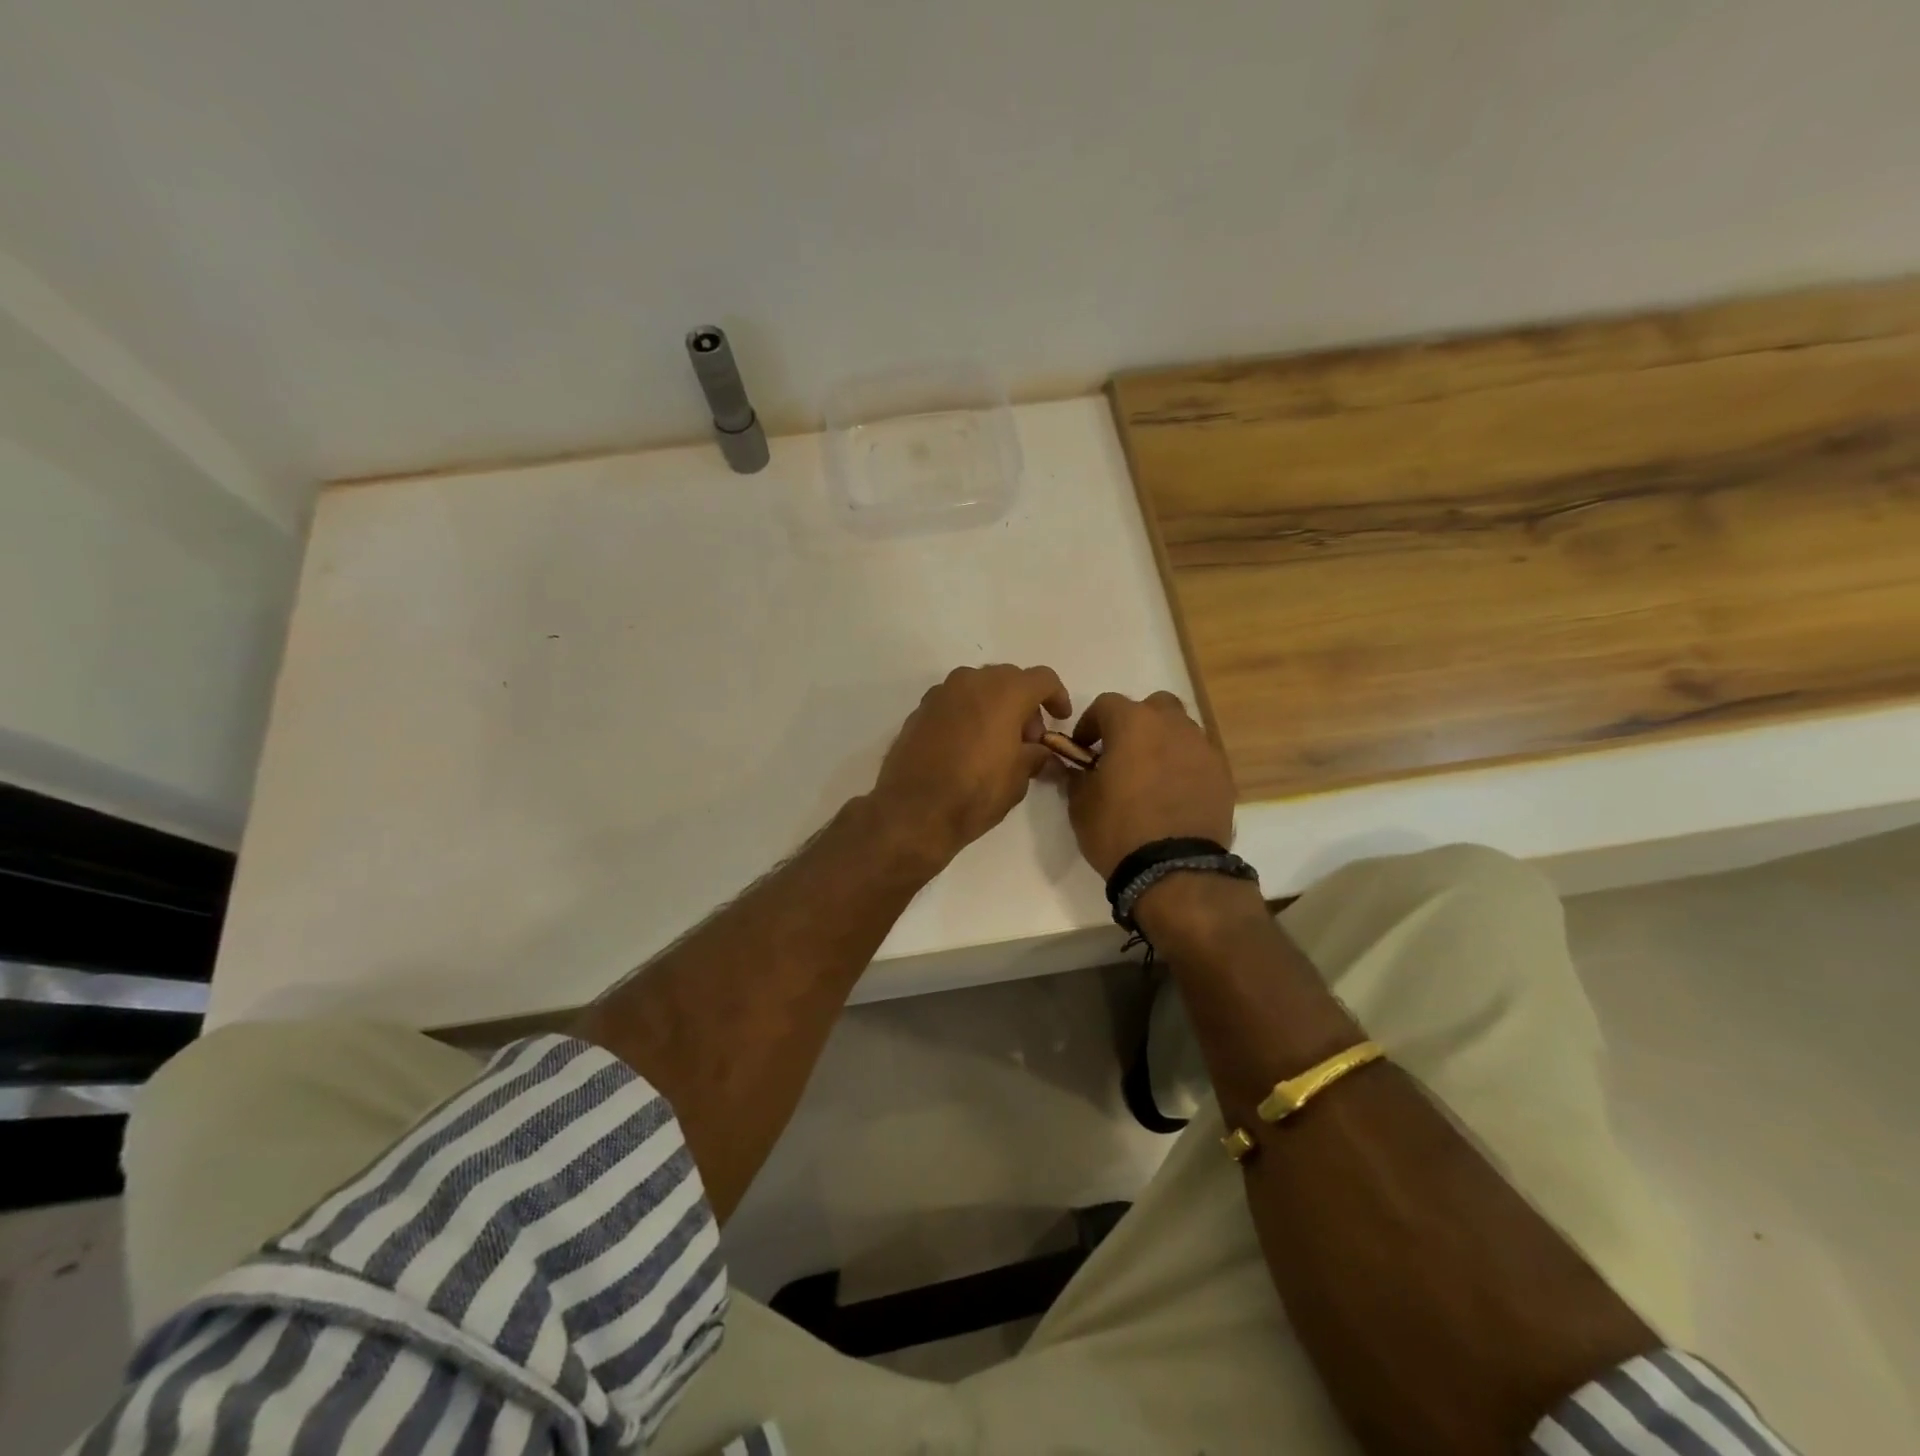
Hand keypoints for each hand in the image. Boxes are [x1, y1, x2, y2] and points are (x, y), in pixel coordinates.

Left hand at [871, 664, 1071, 869]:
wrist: (913, 811)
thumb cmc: (975, 792)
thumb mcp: (1019, 778)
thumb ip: (1035, 755)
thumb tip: (1038, 751)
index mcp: (1004, 692)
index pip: (1042, 679)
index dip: (1057, 697)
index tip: (1060, 720)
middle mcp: (971, 682)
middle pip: (1008, 679)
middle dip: (1024, 703)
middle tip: (1029, 738)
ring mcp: (940, 693)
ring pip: (978, 687)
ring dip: (994, 706)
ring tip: (998, 742)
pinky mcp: (919, 710)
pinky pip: (954, 703)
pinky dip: (968, 715)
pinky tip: (968, 746)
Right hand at [1064, 691, 1235, 878]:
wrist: (1174, 869)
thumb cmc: (1118, 830)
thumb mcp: (1080, 804)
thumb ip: (1076, 775)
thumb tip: (1073, 767)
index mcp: (1133, 724)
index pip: (1106, 704)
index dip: (1090, 723)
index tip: (1083, 749)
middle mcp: (1172, 725)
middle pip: (1153, 707)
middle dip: (1136, 723)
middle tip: (1122, 753)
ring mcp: (1203, 748)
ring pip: (1180, 730)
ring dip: (1163, 743)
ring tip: (1151, 776)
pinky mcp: (1222, 775)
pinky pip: (1198, 759)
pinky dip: (1185, 767)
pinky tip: (1174, 795)